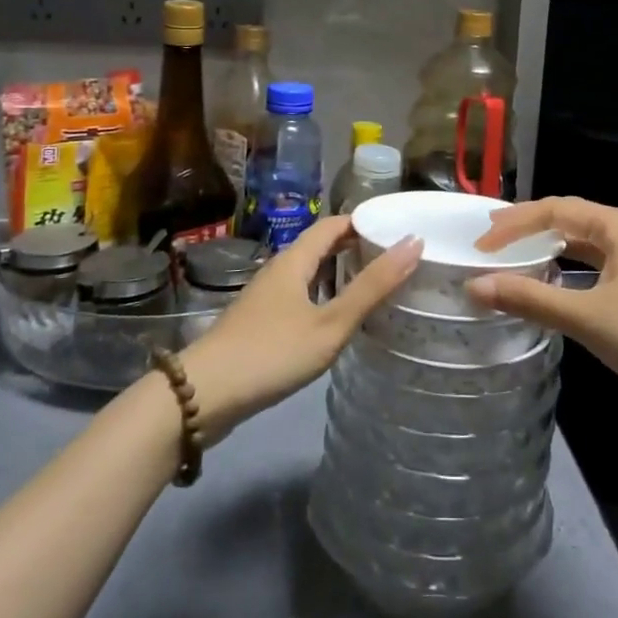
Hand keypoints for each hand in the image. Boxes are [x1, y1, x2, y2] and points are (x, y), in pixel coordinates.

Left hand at [181, 218, 421, 437]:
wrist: (203, 395)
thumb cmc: (272, 353)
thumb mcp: (330, 323)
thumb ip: (372, 286)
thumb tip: (414, 242)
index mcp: (295, 259)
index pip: (334, 224)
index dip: (365, 221)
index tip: (398, 230)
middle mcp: (279, 270)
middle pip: (321, 246)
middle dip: (356, 247)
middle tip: (395, 259)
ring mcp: (266, 297)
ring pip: (310, 273)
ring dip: (340, 273)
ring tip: (376, 286)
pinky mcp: (260, 322)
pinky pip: (300, 295)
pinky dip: (325, 296)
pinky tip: (338, 320)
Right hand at [469, 197, 617, 401]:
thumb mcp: (587, 317)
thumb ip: (530, 299)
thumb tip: (475, 286)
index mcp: (616, 225)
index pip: (553, 210)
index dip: (513, 225)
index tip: (480, 245)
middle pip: (567, 220)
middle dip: (527, 229)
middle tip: (488, 242)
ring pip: (581, 243)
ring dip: (546, 249)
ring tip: (511, 258)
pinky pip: (594, 264)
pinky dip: (567, 269)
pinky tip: (551, 285)